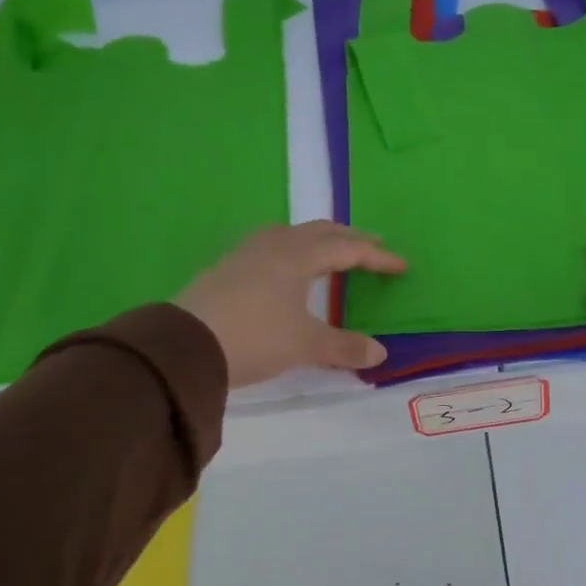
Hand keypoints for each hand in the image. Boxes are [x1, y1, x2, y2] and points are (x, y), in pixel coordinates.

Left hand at [176, 222, 405, 387]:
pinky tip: (285, 268)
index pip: (346, 249)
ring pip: (290, 234)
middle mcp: (273, 247)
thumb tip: (380, 353)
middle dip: (349, 238)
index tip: (400, 265)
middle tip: (371, 246)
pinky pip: (269, 247)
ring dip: (316, 239)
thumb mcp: (305, 346)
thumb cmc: (254, 337)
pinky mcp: (226, 270)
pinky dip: (292, 250)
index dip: (376, 257)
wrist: (184, 345)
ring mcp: (245, 255)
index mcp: (297, 257)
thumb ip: (344, 347)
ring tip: (328, 250)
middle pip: (318, 232)